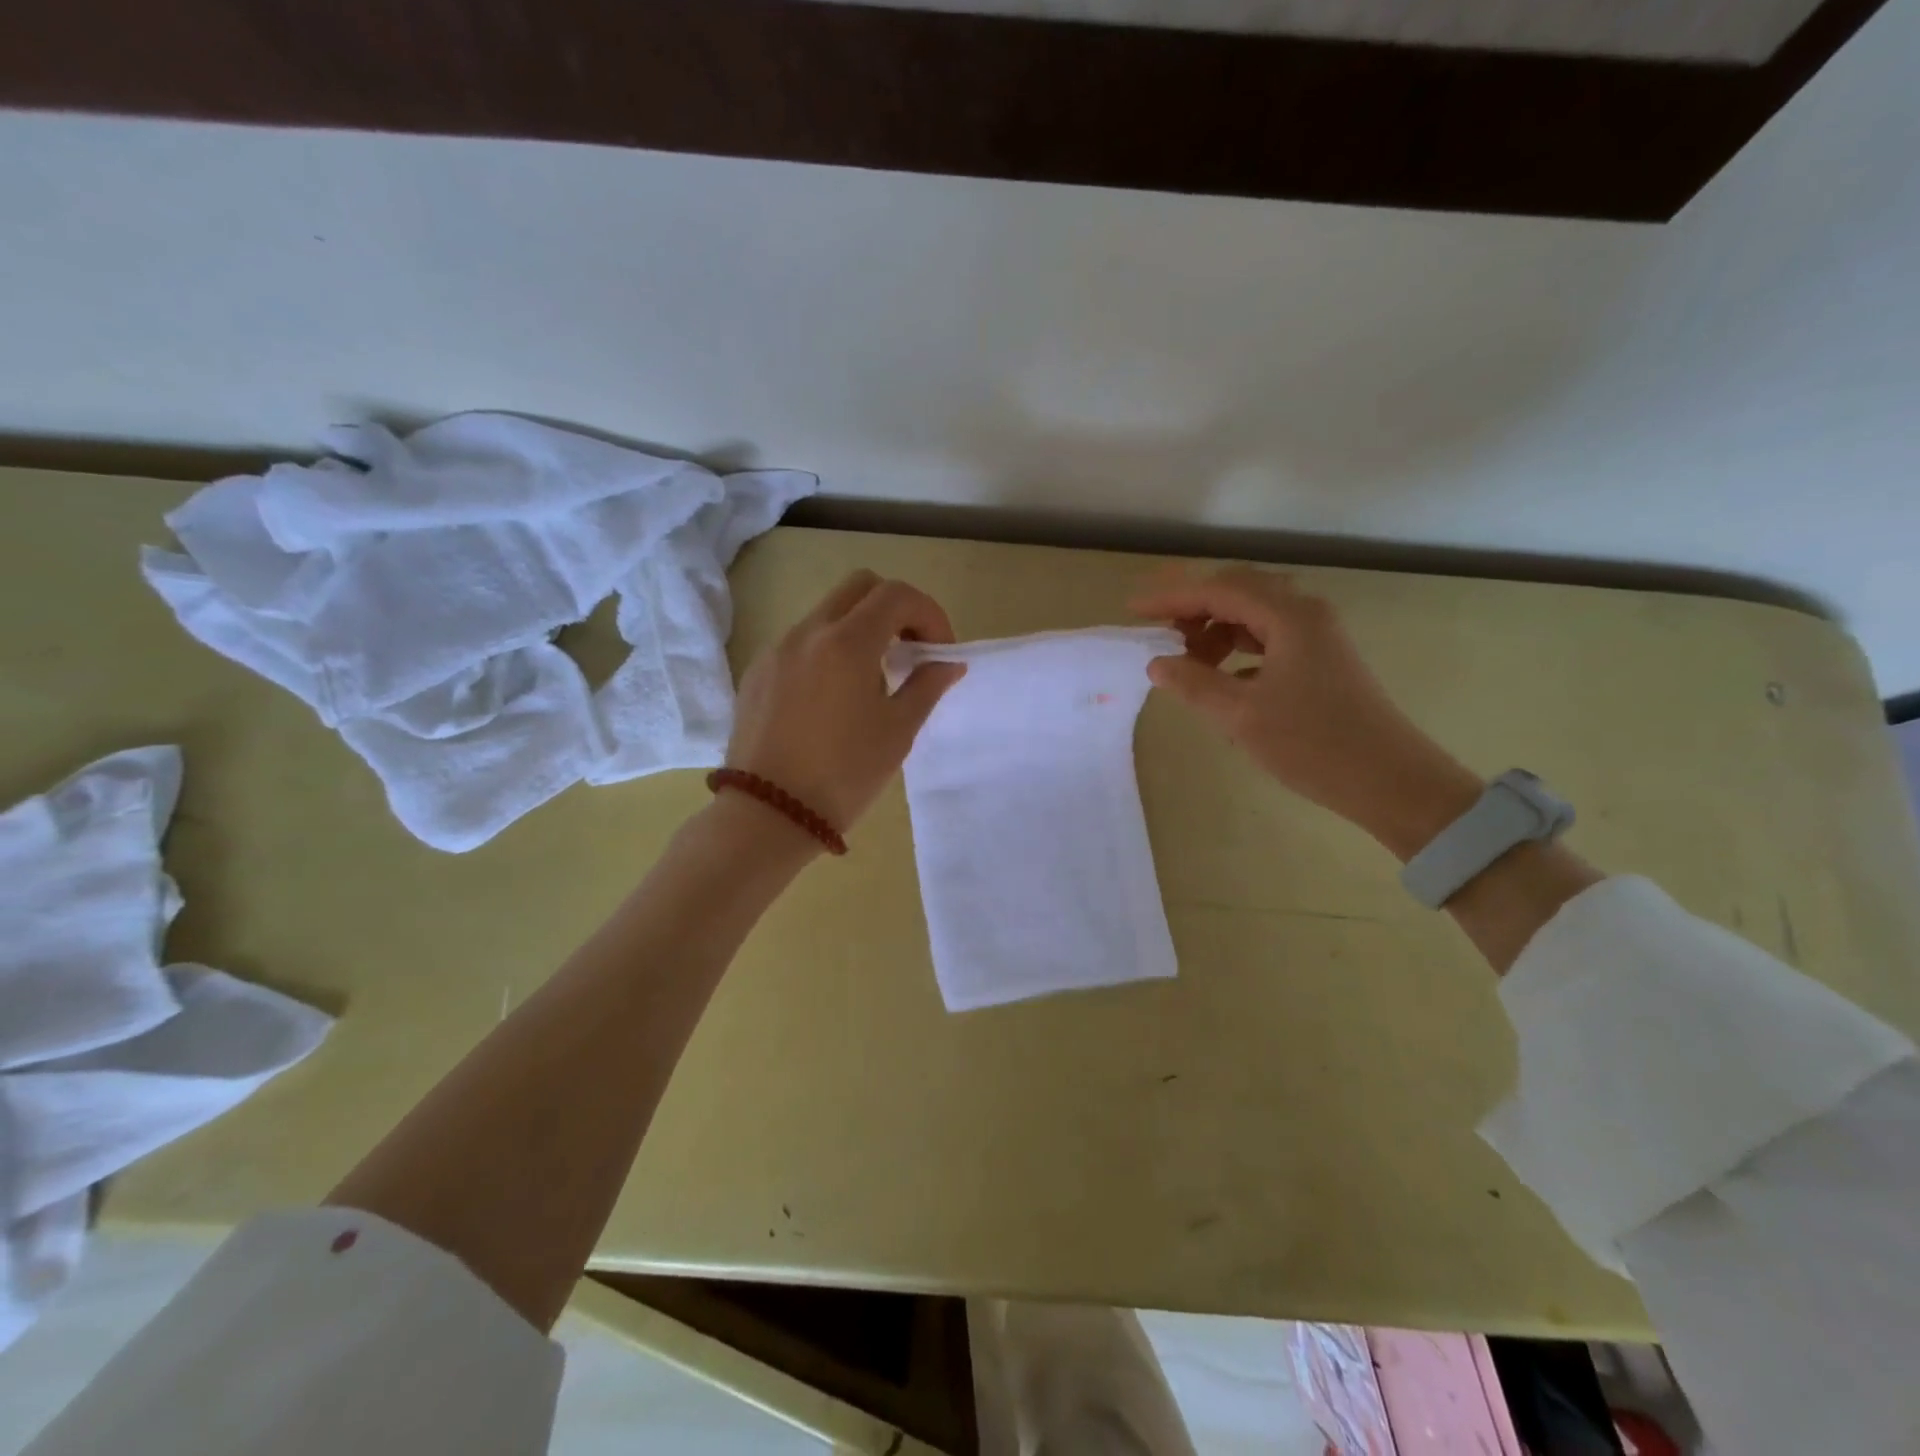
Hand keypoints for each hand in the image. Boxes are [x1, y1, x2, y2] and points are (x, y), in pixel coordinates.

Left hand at [724, 570, 965, 835]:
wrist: (768, 813)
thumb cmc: (844, 774)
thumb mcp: (897, 731)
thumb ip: (927, 686)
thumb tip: (947, 663)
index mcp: (847, 642)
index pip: (897, 595)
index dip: (929, 614)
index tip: (938, 652)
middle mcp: (808, 632)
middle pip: (859, 587)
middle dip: (894, 608)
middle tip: (909, 651)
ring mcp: (776, 649)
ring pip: (827, 612)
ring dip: (860, 629)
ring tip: (872, 679)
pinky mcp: (757, 672)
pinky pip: (801, 642)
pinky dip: (828, 650)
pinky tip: (833, 697)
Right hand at [1132, 566, 1483, 858]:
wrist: (1391, 782)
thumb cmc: (1314, 745)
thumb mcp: (1241, 715)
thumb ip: (1193, 683)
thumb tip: (1157, 663)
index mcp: (1288, 616)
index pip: (1218, 591)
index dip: (1171, 597)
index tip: (1134, 611)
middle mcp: (1305, 614)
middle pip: (1238, 591)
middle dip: (1193, 606)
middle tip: (1157, 630)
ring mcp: (1317, 636)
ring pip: (1254, 614)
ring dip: (1216, 628)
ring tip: (1187, 660)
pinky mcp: (1322, 660)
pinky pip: (1269, 638)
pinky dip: (1237, 648)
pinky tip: (1221, 677)